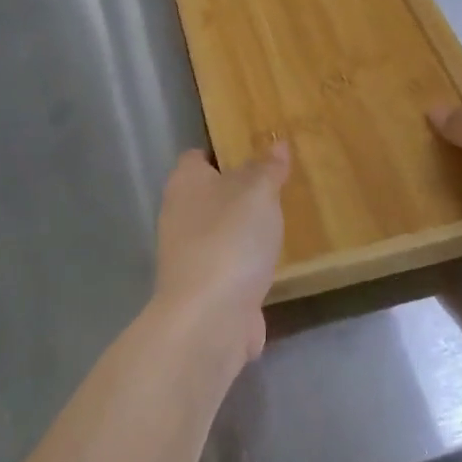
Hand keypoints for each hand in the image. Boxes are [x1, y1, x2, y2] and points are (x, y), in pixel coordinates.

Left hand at [149, 143, 290, 373]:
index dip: (225, 150)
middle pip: (211, 193)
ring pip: (221, 230)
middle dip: (241, 191)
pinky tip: (274, 262)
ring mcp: (189, 255)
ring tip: (283, 220)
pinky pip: (230, 264)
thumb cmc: (230, 240)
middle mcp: (179, 215)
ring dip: (245, 229)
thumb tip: (276, 144)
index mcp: (185, 183)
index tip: (258, 150)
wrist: (209, 318)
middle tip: (280, 184)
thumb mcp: (257, 192)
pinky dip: (248, 263)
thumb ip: (267, 167)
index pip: (198, 155)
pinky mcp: (204, 288)